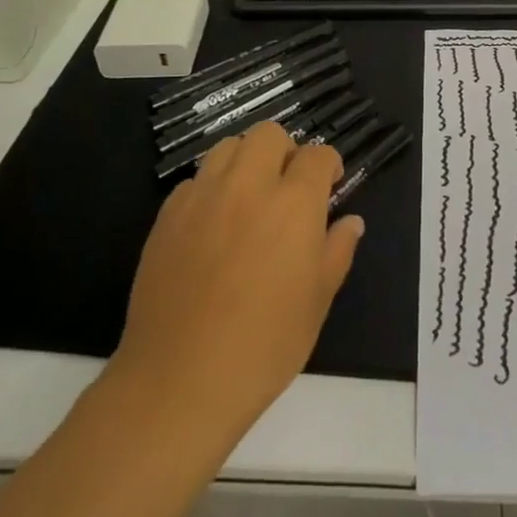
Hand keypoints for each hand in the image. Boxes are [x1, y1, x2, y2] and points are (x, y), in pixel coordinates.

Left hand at [112, 122, 362, 445]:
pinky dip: (211, 190)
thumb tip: (350, 222)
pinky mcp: (167, 216)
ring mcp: (202, 197)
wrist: (180, 381)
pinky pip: (195, 181)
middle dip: (285, 152)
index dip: (327, 166)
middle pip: (268, 135)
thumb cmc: (264, 346)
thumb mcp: (317, 302)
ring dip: (246, 162)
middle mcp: (247, 186)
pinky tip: (213, 227)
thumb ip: (337, 251)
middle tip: (288, 189)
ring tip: (249, 199)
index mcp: (293, 204)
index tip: (329, 187)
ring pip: (227, 147)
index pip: (316, 155)